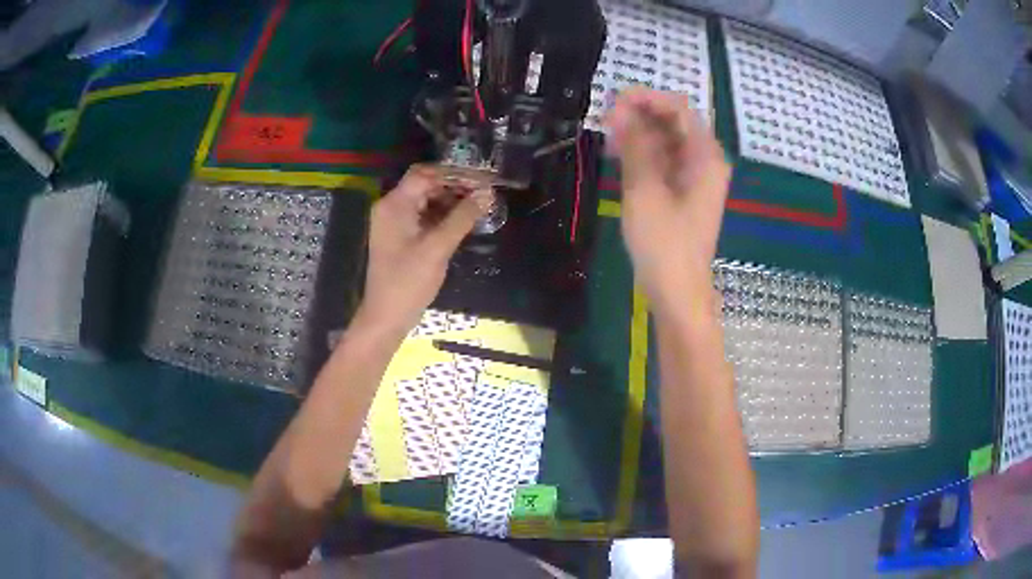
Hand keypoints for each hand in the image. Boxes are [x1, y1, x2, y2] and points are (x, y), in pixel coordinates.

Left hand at [352, 166, 490, 339]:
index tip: (481, 180)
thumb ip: (463, 217)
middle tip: (484, 194)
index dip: (453, 173)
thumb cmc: (408, 281)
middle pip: (425, 184)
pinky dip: (443, 215)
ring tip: (479, 207)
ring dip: (451, 201)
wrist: (387, 317)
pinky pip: (424, 216)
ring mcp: (395, 222)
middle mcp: (391, 207)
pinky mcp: (401, 236)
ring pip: (426, 200)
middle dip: (455, 186)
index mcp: (394, 205)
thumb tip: (487, 193)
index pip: (424, 174)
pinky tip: (464, 221)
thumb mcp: (438, 247)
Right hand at [605, 88, 730, 317]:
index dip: (646, 98)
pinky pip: (666, 160)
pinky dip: (644, 154)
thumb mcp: (644, 190)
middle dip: (641, 115)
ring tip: (608, 137)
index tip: (613, 102)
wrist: (678, 293)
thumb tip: (621, 110)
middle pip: (674, 122)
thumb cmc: (664, 244)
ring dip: (640, 133)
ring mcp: (697, 177)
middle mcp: (706, 161)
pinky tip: (621, 156)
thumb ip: (635, 146)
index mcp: (705, 156)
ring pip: (668, 140)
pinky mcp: (685, 192)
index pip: (678, 108)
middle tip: (605, 121)